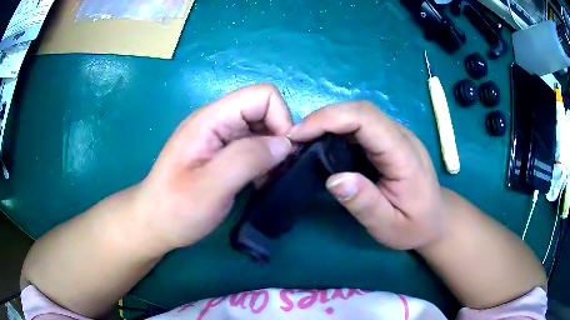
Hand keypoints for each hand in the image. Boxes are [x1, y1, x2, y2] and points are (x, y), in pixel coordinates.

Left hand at [136, 84, 293, 250]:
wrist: (155, 223)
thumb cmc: (177, 208)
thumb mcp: (210, 187)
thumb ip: (247, 159)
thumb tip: (285, 144)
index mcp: (211, 119)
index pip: (262, 96)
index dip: (280, 119)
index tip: (282, 154)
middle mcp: (218, 121)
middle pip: (265, 111)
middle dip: (279, 138)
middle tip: (277, 171)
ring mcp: (221, 138)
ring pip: (263, 130)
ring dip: (273, 153)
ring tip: (267, 180)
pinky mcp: (223, 154)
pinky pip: (255, 147)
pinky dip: (265, 162)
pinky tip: (259, 182)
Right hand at [289, 102, 442, 249]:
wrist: (436, 219)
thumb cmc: (414, 225)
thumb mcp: (389, 226)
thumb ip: (365, 204)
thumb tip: (334, 179)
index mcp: (405, 155)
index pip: (366, 119)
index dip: (329, 119)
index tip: (298, 135)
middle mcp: (402, 136)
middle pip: (361, 111)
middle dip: (324, 118)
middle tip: (295, 138)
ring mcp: (398, 135)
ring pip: (360, 115)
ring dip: (329, 122)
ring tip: (305, 141)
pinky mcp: (391, 140)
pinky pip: (362, 125)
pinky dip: (338, 129)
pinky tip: (325, 144)